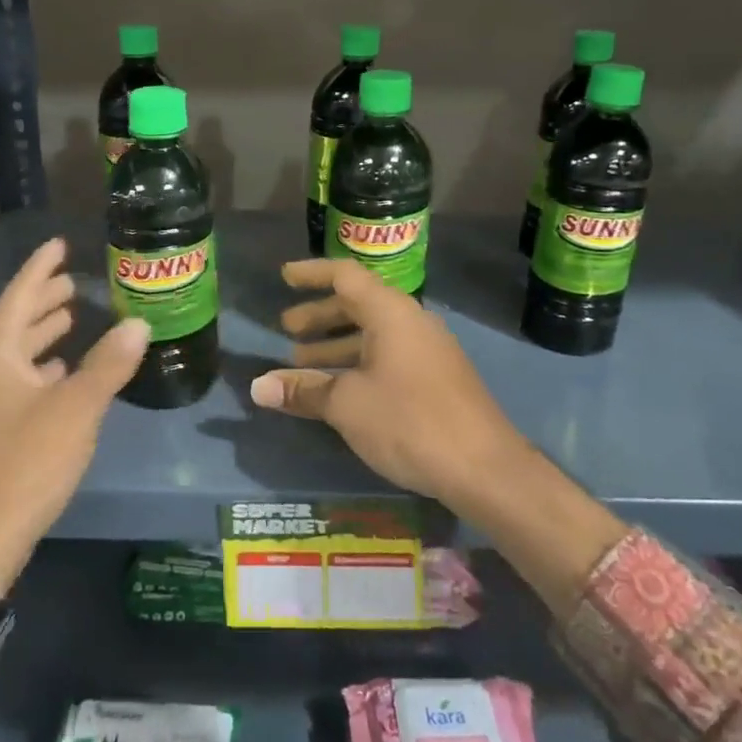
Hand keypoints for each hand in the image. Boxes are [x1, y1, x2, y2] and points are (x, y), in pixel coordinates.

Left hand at [0, 238, 147, 595]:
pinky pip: (16, 383)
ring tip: (72, 321)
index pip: (19, 296)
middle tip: (74, 283)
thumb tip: (139, 324)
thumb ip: (108, 364)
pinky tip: (62, 375)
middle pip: (15, 324)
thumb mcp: (75, 409)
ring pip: (15, 356)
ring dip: (43, 337)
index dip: (41, 268)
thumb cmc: (24, 462)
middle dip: (44, 302)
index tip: (60, 244)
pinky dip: (40, 371)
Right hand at [248, 259, 529, 511]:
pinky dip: (357, 364)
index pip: (345, 276)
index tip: (284, 277)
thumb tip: (257, 387)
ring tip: (302, 363)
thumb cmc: (409, 421)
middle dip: (319, 316)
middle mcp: (410, 322)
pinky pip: (387, 357)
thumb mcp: (347, 405)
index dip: (312, 274)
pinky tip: (340, 390)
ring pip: (372, 335)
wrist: (484, 468)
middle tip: (286, 330)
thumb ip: (302, 390)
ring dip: (336, 345)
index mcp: (390, 313)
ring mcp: (427, 351)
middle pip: (358, 305)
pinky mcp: (435, 379)